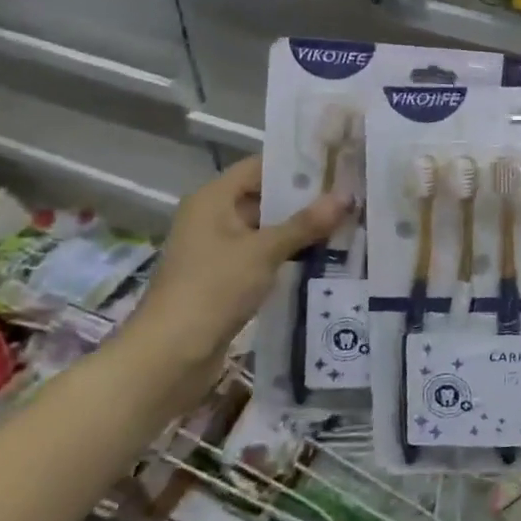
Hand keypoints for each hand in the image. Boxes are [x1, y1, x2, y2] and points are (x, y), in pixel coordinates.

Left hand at [126, 157, 347, 389]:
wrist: (168, 358)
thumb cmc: (212, 290)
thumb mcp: (263, 252)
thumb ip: (306, 223)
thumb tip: (347, 195)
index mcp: (213, 200)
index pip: (260, 166)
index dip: (297, 163)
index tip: (338, 162)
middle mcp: (214, 218)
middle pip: (266, 197)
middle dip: (307, 199)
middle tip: (352, 193)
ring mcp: (219, 250)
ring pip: (269, 229)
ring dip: (302, 229)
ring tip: (348, 222)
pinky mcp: (227, 279)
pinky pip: (265, 256)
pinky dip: (291, 254)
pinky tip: (326, 256)